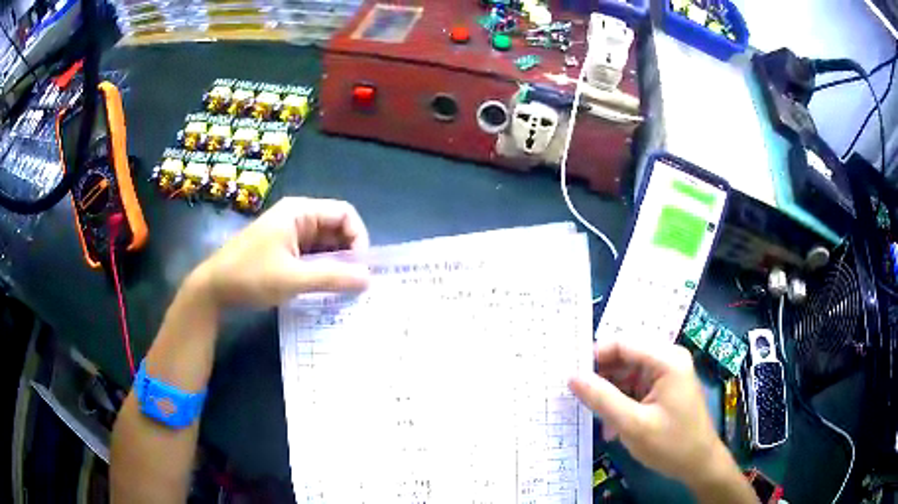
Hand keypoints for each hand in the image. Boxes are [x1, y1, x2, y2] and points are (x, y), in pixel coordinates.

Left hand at [189, 197, 370, 308]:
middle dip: (349, 254)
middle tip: (356, 284)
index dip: (358, 237)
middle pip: (336, 229)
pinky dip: (322, 270)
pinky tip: (326, 290)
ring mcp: (289, 234)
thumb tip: (369, 279)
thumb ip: (333, 277)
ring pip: (325, 245)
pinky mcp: (284, 251)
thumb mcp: (293, 278)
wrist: (213, 289)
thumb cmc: (251, 276)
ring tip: (344, 290)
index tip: (360, 269)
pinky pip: (312, 256)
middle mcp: (297, 218)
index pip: (344, 213)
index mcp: (299, 212)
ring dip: (336, 265)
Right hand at [568, 340, 726, 488]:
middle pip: (625, 357)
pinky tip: (612, 425)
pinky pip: (635, 386)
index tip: (569, 376)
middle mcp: (668, 359)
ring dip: (610, 394)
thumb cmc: (670, 444)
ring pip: (627, 373)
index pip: (623, 343)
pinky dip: (621, 402)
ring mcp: (668, 373)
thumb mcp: (632, 424)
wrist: (699, 464)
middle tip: (579, 399)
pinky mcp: (665, 387)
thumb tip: (572, 377)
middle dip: (602, 378)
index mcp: (667, 360)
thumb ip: (602, 398)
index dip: (594, 356)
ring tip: (597, 418)